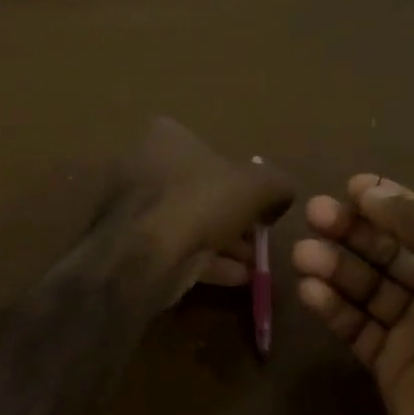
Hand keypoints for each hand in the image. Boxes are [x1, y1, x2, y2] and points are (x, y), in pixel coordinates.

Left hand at [107, 118, 292, 307]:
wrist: (145, 254)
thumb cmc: (200, 201)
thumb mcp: (258, 185)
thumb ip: (277, 184)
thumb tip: (282, 196)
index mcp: (165, 136)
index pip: (210, 150)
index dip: (240, 177)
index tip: (261, 203)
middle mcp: (142, 165)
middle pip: (199, 190)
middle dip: (233, 215)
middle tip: (259, 236)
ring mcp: (133, 207)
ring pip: (189, 222)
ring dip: (223, 242)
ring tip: (254, 262)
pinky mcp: (131, 244)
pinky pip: (176, 248)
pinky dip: (206, 261)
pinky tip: (237, 278)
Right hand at [292, 176, 413, 414]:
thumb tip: (370, 191)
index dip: (389, 201)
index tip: (351, 186)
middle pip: (389, 250)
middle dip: (353, 230)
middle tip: (315, 214)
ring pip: (367, 286)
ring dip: (335, 266)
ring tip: (303, 254)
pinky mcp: (389, 363)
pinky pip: (355, 325)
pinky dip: (332, 306)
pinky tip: (309, 289)